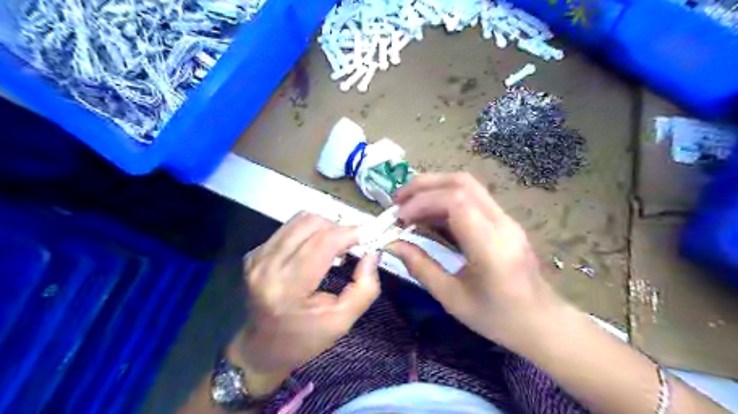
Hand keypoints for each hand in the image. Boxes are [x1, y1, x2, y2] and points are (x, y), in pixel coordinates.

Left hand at [230, 214, 379, 393]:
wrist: (260, 349)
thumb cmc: (303, 340)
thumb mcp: (341, 322)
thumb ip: (364, 289)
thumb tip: (372, 254)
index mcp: (288, 288)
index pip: (323, 242)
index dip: (350, 233)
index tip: (369, 235)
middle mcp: (268, 266)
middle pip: (312, 223)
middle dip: (339, 228)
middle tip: (352, 245)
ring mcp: (258, 257)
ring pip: (300, 219)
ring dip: (324, 227)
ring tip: (334, 247)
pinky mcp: (255, 253)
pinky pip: (290, 228)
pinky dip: (309, 233)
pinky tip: (315, 251)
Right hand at [389, 173, 566, 351]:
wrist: (542, 323)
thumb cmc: (497, 318)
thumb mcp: (452, 298)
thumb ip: (420, 266)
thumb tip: (393, 243)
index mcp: (490, 246)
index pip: (456, 201)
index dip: (422, 202)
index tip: (400, 218)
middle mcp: (501, 223)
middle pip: (461, 183)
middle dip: (424, 185)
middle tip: (398, 202)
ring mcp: (506, 219)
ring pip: (467, 185)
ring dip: (434, 189)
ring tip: (409, 206)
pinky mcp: (504, 221)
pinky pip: (472, 198)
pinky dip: (445, 199)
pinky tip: (429, 215)